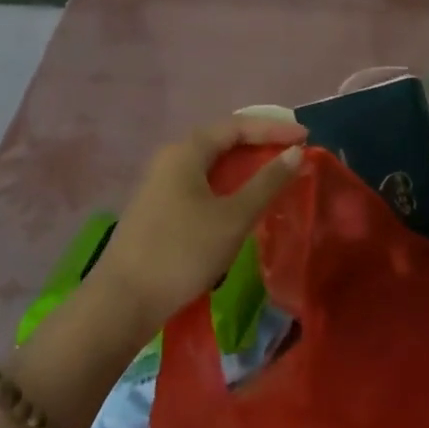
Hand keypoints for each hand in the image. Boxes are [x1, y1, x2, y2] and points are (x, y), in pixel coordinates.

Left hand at [97, 114, 306, 336]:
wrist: (123, 302)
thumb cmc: (182, 252)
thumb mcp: (233, 218)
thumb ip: (267, 183)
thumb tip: (295, 152)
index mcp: (186, 151)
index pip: (237, 126)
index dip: (274, 128)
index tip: (306, 136)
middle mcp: (171, 158)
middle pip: (222, 140)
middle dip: (260, 143)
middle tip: (293, 151)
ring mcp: (161, 184)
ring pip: (211, 163)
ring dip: (244, 165)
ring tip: (275, 173)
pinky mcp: (159, 207)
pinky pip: (201, 182)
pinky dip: (228, 183)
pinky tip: (242, 200)